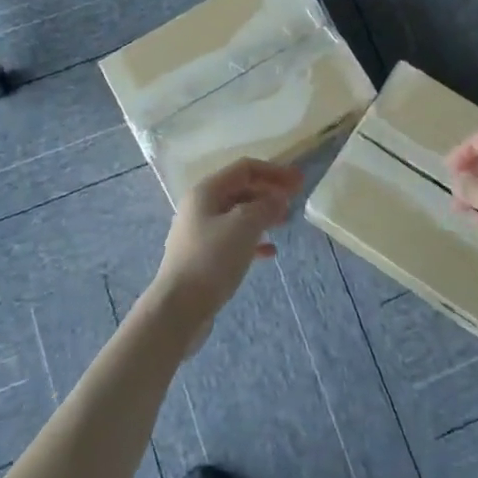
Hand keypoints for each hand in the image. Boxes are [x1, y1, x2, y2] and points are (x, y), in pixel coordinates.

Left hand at [154, 158, 302, 323]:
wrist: (178, 309)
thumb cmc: (211, 260)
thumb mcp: (244, 226)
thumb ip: (265, 206)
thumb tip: (279, 198)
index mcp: (206, 191)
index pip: (244, 168)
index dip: (274, 171)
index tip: (299, 182)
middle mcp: (200, 206)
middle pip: (240, 189)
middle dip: (269, 192)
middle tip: (295, 201)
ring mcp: (200, 233)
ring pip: (237, 214)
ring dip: (262, 214)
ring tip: (285, 222)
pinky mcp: (203, 257)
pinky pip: (233, 239)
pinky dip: (253, 240)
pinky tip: (270, 251)